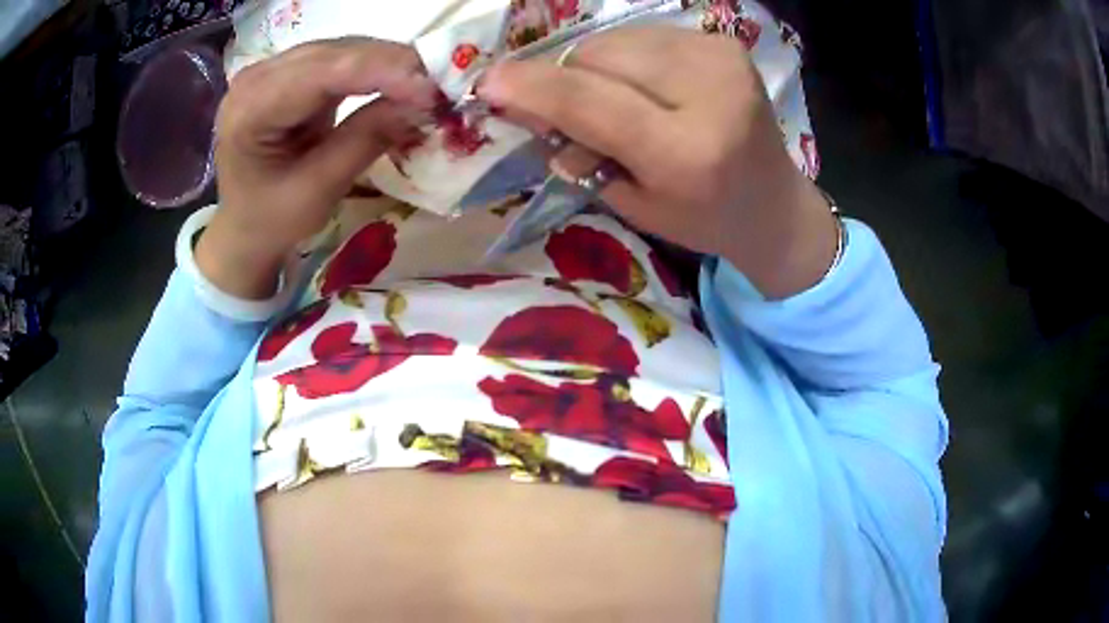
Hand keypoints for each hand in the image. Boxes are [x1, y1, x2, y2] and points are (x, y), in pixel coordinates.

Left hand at [197, 38, 436, 298]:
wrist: (243, 228)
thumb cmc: (272, 220)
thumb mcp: (319, 190)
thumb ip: (366, 139)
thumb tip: (425, 103)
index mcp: (251, 109)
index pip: (325, 72)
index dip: (384, 71)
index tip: (435, 90)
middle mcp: (257, 76)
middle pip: (336, 52)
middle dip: (393, 64)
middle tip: (443, 86)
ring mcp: (271, 69)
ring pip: (343, 49)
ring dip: (388, 63)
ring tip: (428, 84)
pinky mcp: (288, 72)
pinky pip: (339, 59)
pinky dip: (374, 68)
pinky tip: (400, 80)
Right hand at [479, 27, 837, 298]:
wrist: (773, 203)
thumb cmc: (701, 217)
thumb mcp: (632, 202)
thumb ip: (579, 151)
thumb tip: (529, 106)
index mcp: (686, 153)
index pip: (591, 102)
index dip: (532, 88)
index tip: (488, 83)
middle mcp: (709, 94)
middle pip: (597, 56)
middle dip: (567, 79)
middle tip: (574, 112)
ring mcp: (721, 60)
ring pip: (615, 39)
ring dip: (596, 67)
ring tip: (621, 102)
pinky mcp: (724, 44)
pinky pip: (643, 36)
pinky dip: (628, 59)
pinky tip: (650, 87)